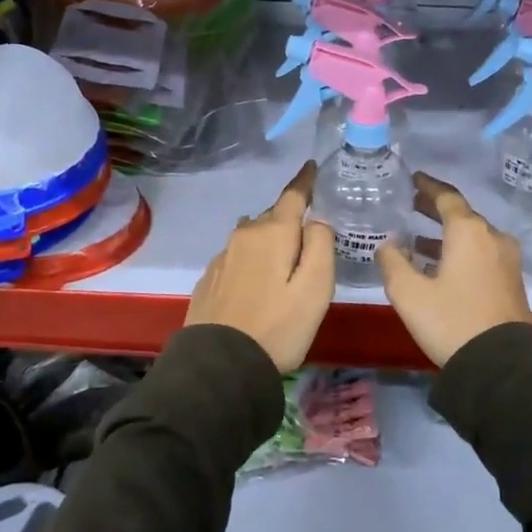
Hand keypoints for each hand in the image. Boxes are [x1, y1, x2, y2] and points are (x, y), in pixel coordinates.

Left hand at [185, 161, 334, 371]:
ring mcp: (222, 258)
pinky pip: (237, 257)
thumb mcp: (315, 289)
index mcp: (273, 233)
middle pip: (272, 216)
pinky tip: (256, 281)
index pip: (292, 195)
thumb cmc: (278, 327)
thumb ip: (321, 246)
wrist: (219, 366)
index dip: (305, 180)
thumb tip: (316, 221)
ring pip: (252, 236)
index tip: (312, 166)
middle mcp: (244, 236)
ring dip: (268, 239)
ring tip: (283, 258)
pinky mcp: (210, 280)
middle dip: (289, 218)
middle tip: (309, 231)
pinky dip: (251, 259)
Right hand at [377, 173, 531, 367]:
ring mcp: (507, 260)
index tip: (413, 179)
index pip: (446, 197)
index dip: (427, 186)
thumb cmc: (451, 321)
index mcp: (469, 232)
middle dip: (435, 210)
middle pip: (462, 215)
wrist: (501, 365)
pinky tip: (440, 268)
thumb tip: (389, 244)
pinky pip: (482, 254)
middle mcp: (493, 238)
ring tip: (418, 242)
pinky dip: (460, 252)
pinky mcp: (511, 281)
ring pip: (473, 237)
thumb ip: (392, 261)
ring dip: (447, 236)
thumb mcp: (408, 293)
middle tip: (411, 205)